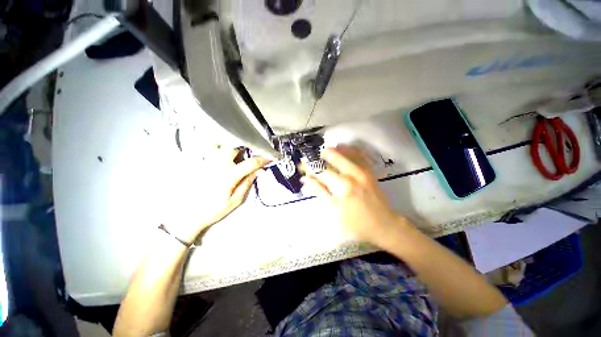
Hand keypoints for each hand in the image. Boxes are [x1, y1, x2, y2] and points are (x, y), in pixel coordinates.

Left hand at [164, 148, 269, 242]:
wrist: (187, 214)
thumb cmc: (213, 209)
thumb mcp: (236, 200)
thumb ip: (248, 182)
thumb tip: (260, 171)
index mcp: (228, 175)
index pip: (251, 163)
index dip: (263, 159)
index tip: (271, 158)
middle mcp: (217, 164)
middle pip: (236, 146)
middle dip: (248, 148)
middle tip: (253, 155)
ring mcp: (207, 161)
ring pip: (224, 144)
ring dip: (235, 147)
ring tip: (241, 154)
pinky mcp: (201, 161)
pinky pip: (213, 148)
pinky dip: (222, 147)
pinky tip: (227, 155)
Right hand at [302, 145, 402, 245]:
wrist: (383, 224)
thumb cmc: (355, 222)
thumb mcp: (333, 210)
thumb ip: (319, 191)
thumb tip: (305, 179)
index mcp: (341, 185)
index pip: (320, 170)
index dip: (308, 167)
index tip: (301, 166)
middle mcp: (352, 172)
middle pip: (330, 156)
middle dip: (318, 156)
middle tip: (311, 160)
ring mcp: (362, 169)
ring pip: (343, 151)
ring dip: (330, 151)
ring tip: (321, 155)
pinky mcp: (368, 170)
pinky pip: (357, 153)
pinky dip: (347, 149)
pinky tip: (339, 148)